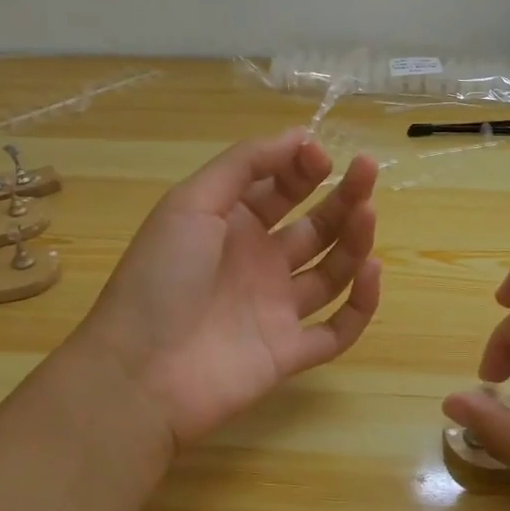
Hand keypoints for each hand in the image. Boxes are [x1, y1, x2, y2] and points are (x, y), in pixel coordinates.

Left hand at [75, 129, 381, 450]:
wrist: (138, 374)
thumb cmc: (160, 278)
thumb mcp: (191, 203)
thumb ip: (244, 165)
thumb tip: (300, 136)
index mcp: (232, 225)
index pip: (281, 188)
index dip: (303, 167)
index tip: (321, 156)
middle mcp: (258, 262)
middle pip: (315, 225)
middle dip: (342, 196)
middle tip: (367, 169)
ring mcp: (277, 308)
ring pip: (332, 271)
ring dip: (354, 240)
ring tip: (368, 213)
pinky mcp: (290, 352)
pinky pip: (338, 329)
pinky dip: (360, 303)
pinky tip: (371, 272)